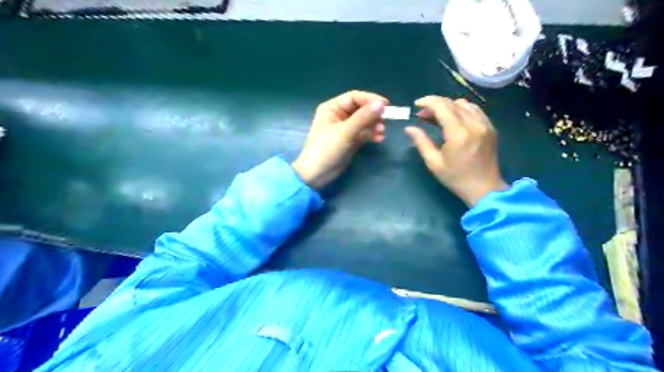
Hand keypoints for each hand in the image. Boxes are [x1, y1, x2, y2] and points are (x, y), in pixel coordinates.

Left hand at [291, 88, 390, 188]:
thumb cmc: (327, 149)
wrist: (317, 175)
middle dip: (373, 114)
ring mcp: (344, 129)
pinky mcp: (349, 140)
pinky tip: (379, 139)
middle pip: (360, 109)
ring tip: (382, 132)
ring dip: (374, 125)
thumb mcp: (345, 132)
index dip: (370, 99)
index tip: (386, 106)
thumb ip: (363, 118)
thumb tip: (381, 104)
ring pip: (363, 121)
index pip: (354, 97)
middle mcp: (338, 115)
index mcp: (332, 108)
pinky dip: (371, 134)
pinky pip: (363, 133)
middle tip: (385, 121)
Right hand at [404, 95, 509, 205]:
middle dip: (435, 104)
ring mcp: (484, 124)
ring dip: (448, 105)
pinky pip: (475, 110)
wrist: (484, 188)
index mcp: (458, 134)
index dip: (427, 101)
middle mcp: (473, 124)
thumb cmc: (456, 178)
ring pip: (464, 104)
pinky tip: (453, 118)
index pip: (442, 106)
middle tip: (423, 114)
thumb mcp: (434, 162)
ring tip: (437, 116)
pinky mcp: (490, 127)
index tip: (416, 104)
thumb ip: (421, 142)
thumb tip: (409, 128)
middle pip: (452, 103)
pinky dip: (461, 109)